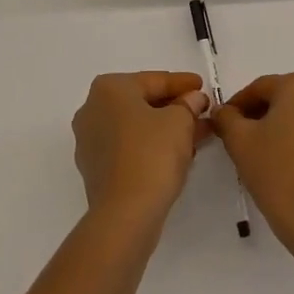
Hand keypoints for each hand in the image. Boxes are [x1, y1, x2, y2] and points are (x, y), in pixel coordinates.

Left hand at [72, 72, 209, 226]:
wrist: (125, 213)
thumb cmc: (152, 154)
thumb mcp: (180, 121)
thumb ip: (188, 104)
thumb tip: (193, 99)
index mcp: (109, 88)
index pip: (153, 80)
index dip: (182, 83)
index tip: (203, 87)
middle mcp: (92, 108)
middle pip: (142, 102)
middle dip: (174, 107)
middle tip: (201, 111)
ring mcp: (89, 140)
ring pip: (135, 126)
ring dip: (165, 128)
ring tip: (196, 134)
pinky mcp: (94, 168)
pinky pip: (128, 147)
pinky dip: (150, 146)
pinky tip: (176, 153)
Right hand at [210, 73, 293, 265]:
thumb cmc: (276, 172)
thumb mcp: (239, 141)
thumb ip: (225, 118)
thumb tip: (222, 111)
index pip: (259, 88)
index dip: (236, 105)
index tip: (222, 124)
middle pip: (282, 99)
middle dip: (258, 115)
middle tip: (238, 138)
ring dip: (279, 129)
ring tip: (260, 155)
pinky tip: (284, 167)